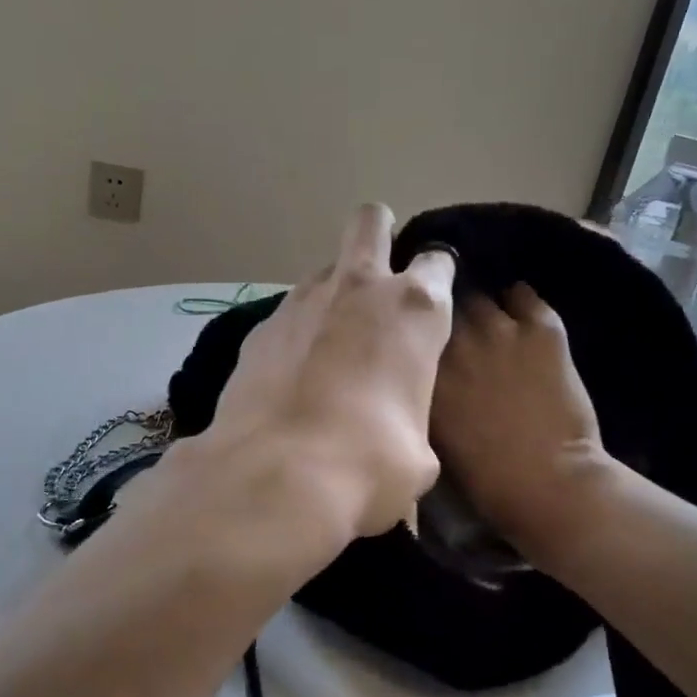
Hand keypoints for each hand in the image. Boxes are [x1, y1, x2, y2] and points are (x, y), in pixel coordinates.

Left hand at [168, 205, 455, 557]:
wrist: (278, 474)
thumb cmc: (371, 461)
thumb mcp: (419, 452)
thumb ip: (413, 419)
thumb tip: (399, 435)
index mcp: (414, 308)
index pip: (437, 260)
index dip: (437, 274)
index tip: (434, 296)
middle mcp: (358, 289)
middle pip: (369, 222)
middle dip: (378, 234)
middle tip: (380, 275)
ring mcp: (301, 302)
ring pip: (324, 270)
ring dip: (334, 292)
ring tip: (332, 341)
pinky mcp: (259, 328)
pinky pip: (288, 314)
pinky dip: (296, 332)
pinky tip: (292, 373)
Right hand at [430, 284, 617, 567]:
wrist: (548, 481)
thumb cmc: (483, 475)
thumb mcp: (431, 435)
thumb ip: (422, 396)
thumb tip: (420, 376)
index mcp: (423, 371)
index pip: (411, 332)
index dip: (417, 336)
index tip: (421, 343)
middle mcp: (454, 341)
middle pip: (441, 310)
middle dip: (446, 321)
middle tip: (456, 338)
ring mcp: (499, 330)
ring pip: (480, 299)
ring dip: (482, 313)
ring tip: (489, 328)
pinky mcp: (541, 329)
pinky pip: (525, 296)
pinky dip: (520, 303)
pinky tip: (521, 316)